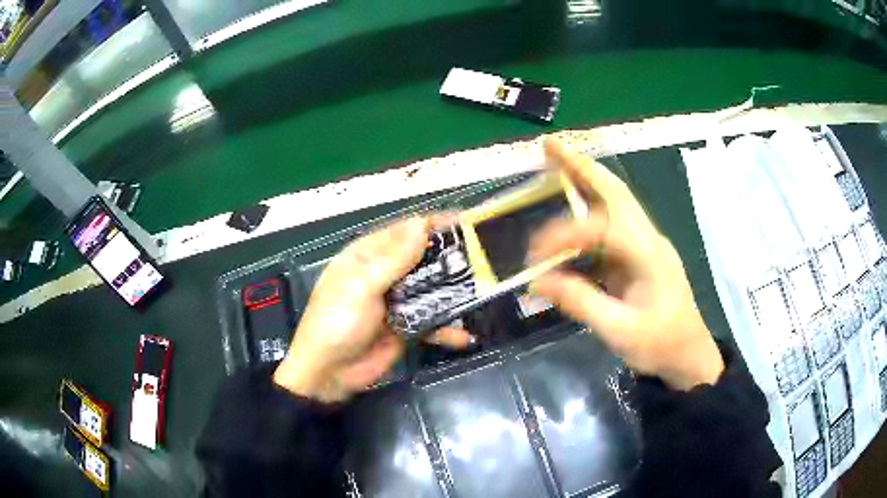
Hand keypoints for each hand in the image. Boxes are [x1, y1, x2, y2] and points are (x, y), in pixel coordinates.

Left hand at [273, 217, 471, 402]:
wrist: (328, 375)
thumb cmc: (336, 323)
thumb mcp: (361, 287)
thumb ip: (393, 259)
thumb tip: (422, 224)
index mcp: (368, 255)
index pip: (406, 231)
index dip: (435, 225)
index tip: (469, 223)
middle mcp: (385, 274)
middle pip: (424, 259)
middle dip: (452, 258)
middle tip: (487, 259)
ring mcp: (397, 301)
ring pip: (432, 289)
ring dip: (455, 293)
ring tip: (485, 293)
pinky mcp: (406, 327)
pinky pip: (432, 322)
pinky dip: (447, 329)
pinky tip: (465, 336)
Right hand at [530, 140, 723, 390]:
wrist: (688, 355)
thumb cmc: (659, 345)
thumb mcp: (619, 330)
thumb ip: (579, 301)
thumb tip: (537, 280)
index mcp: (649, 254)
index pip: (602, 227)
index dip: (564, 234)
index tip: (534, 254)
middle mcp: (648, 237)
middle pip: (615, 190)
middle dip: (582, 166)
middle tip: (551, 145)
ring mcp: (644, 243)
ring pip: (614, 200)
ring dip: (585, 179)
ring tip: (555, 163)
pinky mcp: (638, 254)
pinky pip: (609, 225)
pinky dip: (586, 212)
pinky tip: (567, 212)